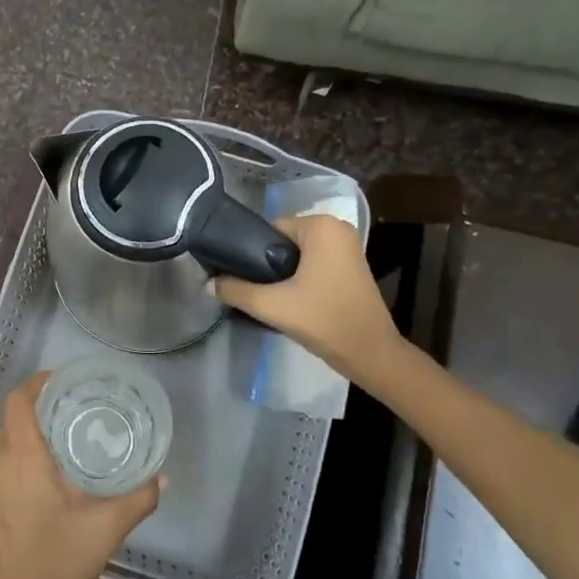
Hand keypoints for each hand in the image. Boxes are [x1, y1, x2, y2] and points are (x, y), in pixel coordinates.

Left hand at [0, 374, 161, 578]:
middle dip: (41, 409)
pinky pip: (5, 469)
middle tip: (75, 409)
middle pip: (14, 421)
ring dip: (33, 437)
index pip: (18, 402)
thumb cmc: (62, 564)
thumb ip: (139, 497)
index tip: (63, 381)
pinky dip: (25, 461)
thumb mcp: (107, 527)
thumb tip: (162, 477)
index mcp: (22, 459)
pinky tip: (52, 479)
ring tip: (68, 441)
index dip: (36, 384)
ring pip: (9, 446)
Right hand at [212, 213, 397, 376]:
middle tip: (256, 291)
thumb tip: (208, 284)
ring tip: (270, 297)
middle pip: (283, 241)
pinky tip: (291, 299)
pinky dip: (300, 277)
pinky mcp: (351, 265)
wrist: (370, 353)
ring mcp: (348, 246)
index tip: (242, 278)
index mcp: (321, 225)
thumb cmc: (324, 320)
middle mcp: (337, 227)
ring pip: (298, 254)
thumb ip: (236, 290)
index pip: (270, 230)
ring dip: (283, 272)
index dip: (252, 253)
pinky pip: (314, 262)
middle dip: (268, 264)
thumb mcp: (272, 305)